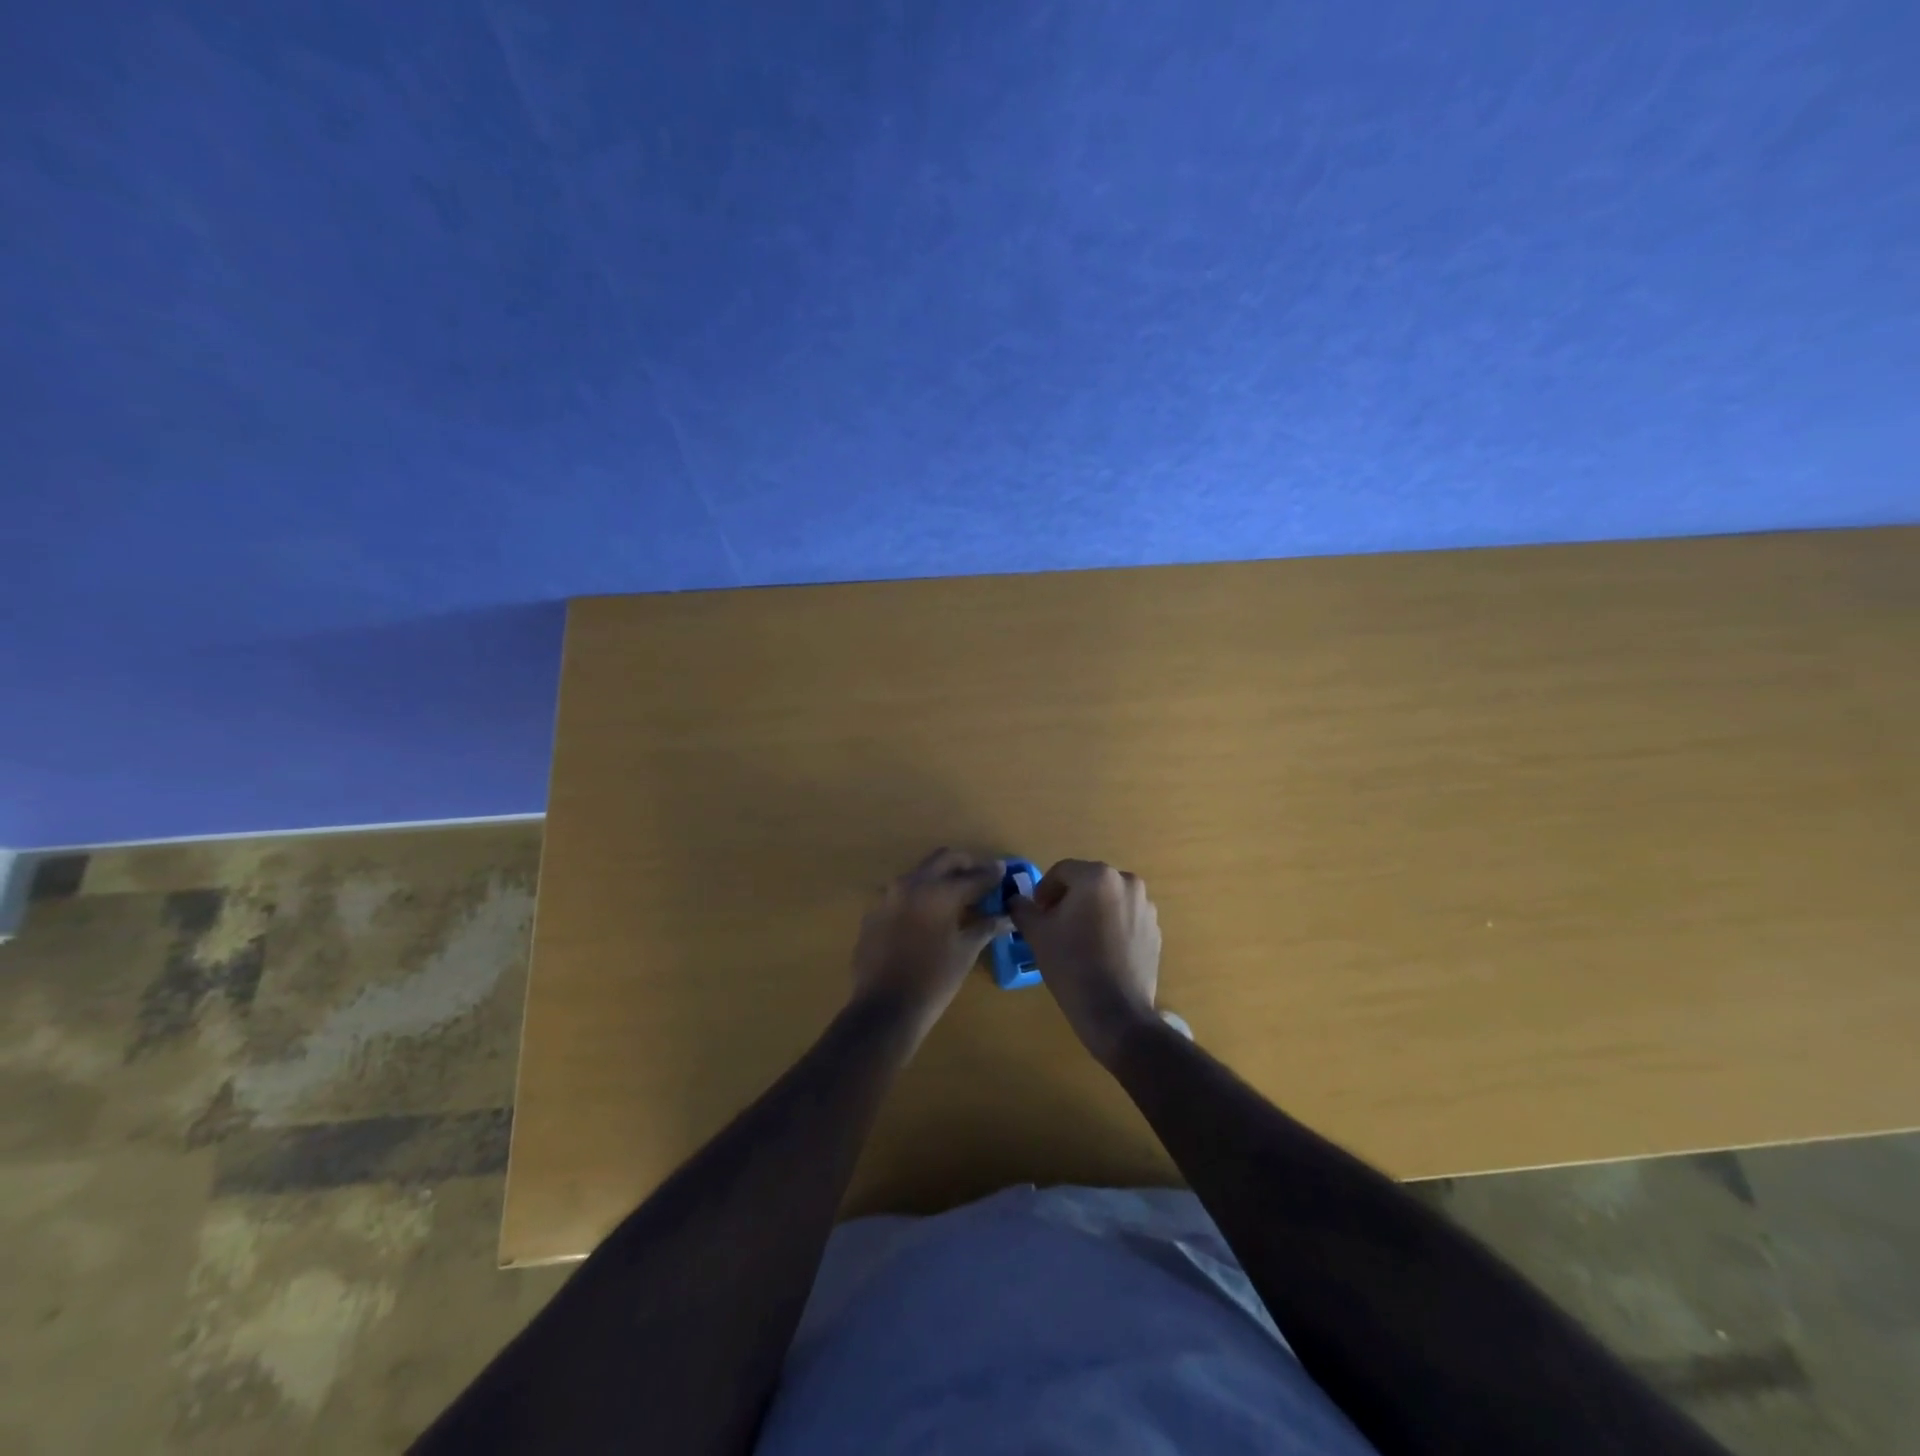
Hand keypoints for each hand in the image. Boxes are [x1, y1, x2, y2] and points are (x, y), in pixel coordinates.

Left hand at [850, 848, 1005, 1053]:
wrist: (884, 1009)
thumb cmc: (933, 981)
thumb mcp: (965, 952)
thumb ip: (985, 927)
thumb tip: (1006, 917)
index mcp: (938, 892)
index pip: (972, 876)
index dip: (991, 874)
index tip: (1003, 870)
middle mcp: (911, 884)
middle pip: (943, 859)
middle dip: (965, 864)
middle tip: (981, 875)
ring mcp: (888, 896)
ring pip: (920, 873)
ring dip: (940, 877)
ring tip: (957, 894)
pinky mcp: (874, 912)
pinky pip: (902, 894)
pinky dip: (920, 896)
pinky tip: (928, 914)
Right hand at [1008, 859, 1162, 1065]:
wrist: (1115, 1012)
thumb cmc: (1071, 964)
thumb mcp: (1037, 934)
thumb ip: (1023, 909)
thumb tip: (1016, 900)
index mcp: (1097, 876)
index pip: (1062, 871)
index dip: (1044, 890)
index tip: (1037, 913)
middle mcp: (1127, 883)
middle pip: (1088, 882)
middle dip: (1069, 899)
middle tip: (1054, 924)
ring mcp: (1145, 907)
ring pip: (1108, 900)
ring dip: (1091, 911)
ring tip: (1078, 939)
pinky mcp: (1155, 931)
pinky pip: (1126, 918)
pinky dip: (1111, 926)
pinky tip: (1100, 952)